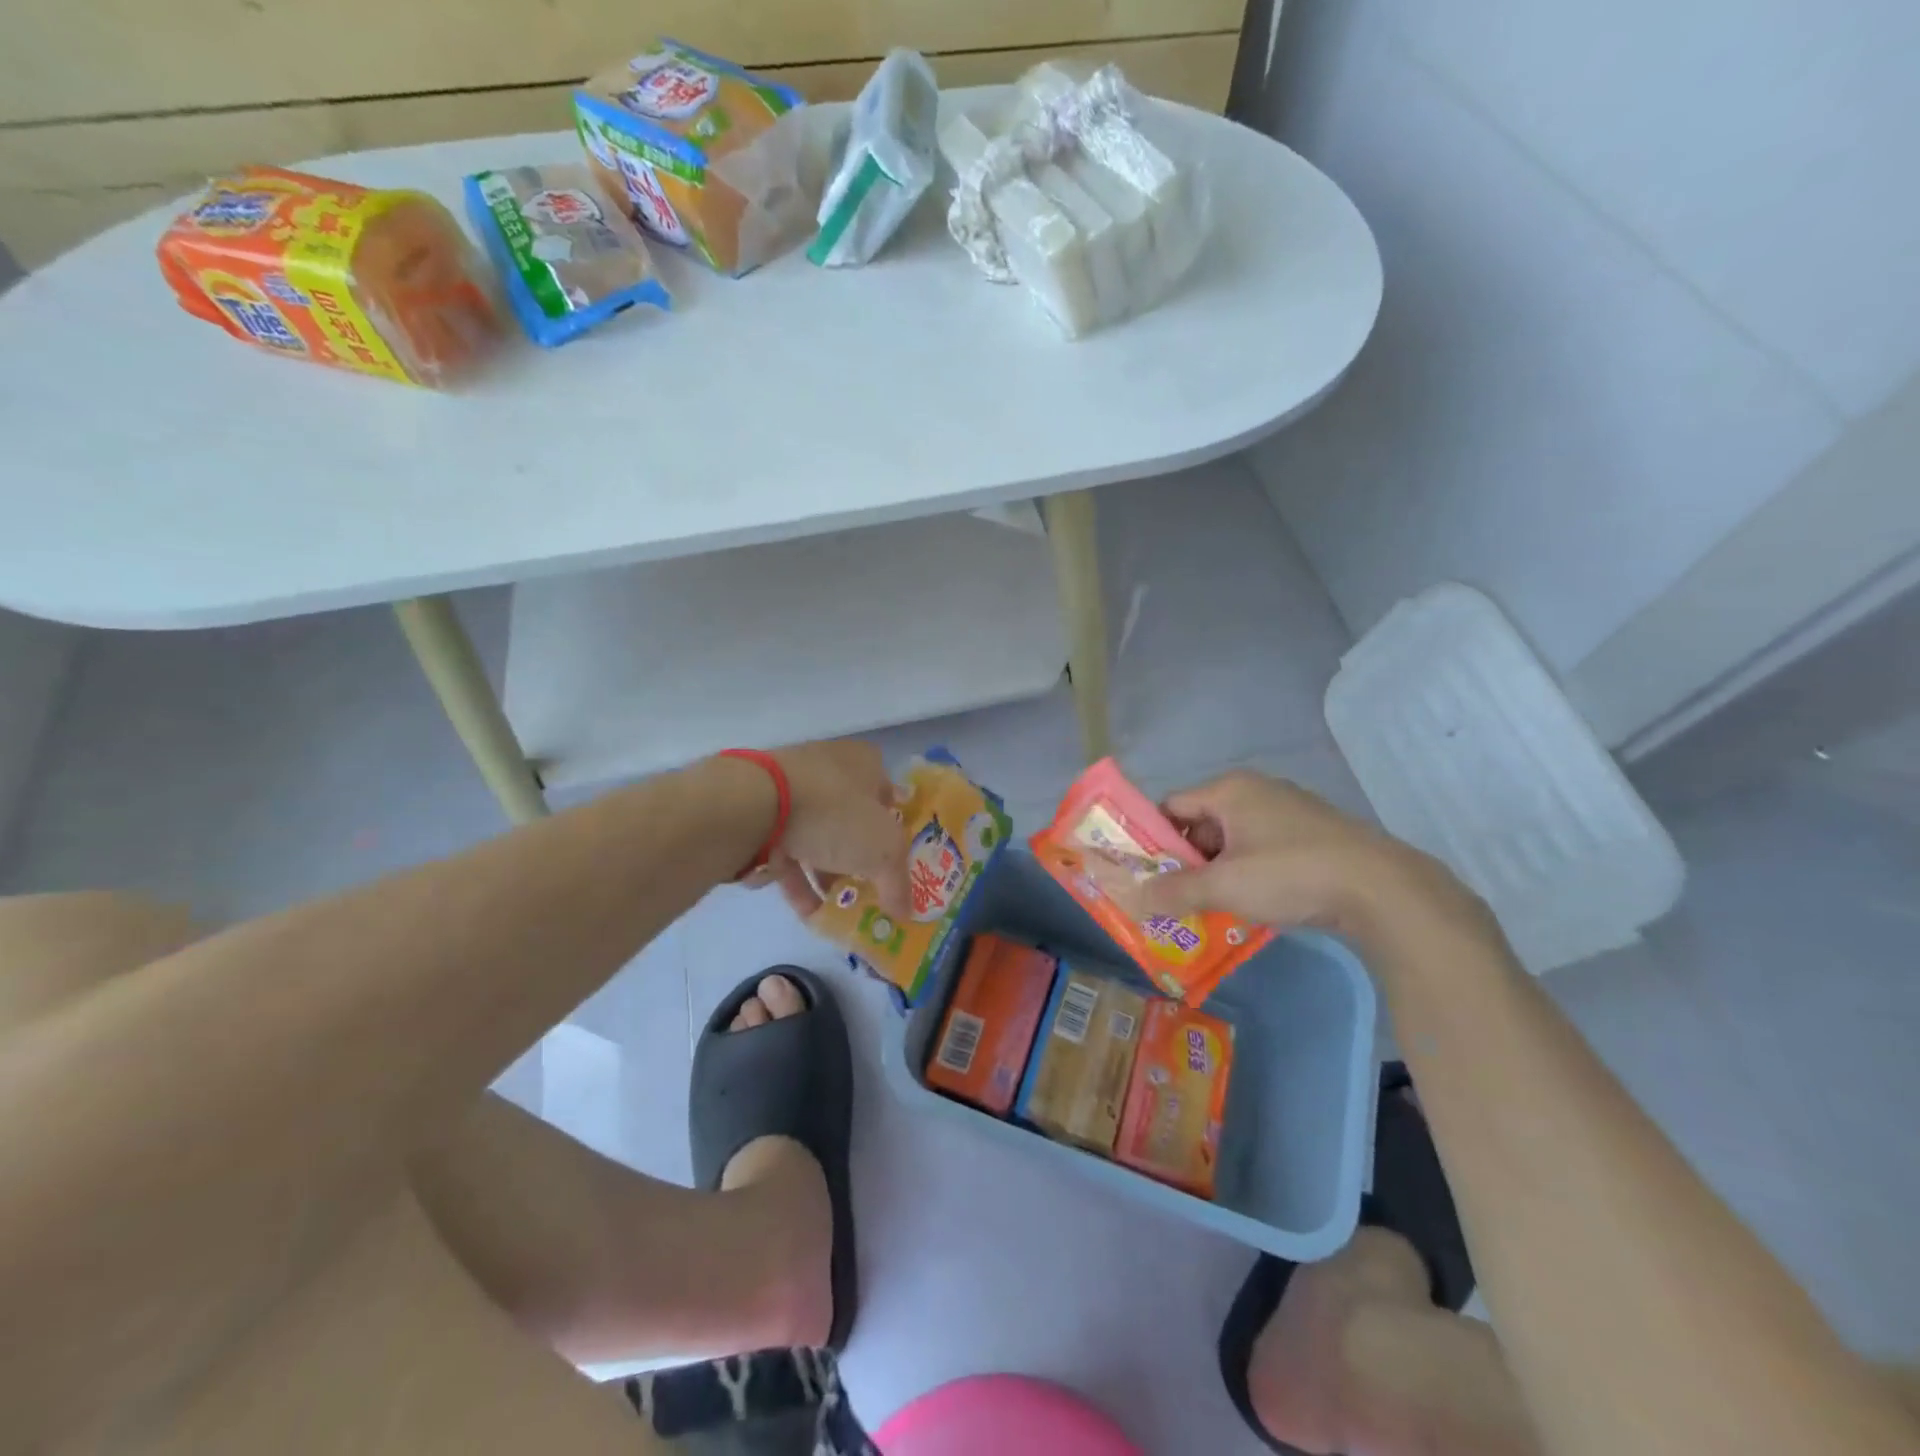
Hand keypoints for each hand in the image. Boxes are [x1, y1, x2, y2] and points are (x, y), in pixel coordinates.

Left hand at [747, 741, 909, 919]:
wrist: (753, 805)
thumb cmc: (834, 814)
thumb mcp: (883, 851)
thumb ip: (898, 883)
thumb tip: (906, 912)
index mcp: (863, 762)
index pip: (889, 794)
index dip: (895, 828)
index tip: (895, 862)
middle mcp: (828, 768)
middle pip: (852, 820)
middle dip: (859, 858)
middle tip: (867, 890)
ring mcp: (790, 790)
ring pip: (817, 837)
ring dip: (827, 875)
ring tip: (837, 910)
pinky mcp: (760, 813)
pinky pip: (786, 849)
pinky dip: (798, 879)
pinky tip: (807, 912)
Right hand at [1134, 770, 1475, 946]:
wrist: (1380, 888)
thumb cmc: (1290, 874)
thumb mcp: (1224, 886)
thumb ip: (1175, 890)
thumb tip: (1133, 897)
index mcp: (1229, 790)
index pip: (1171, 806)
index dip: (1153, 839)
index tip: (1145, 874)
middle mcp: (1255, 790)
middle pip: (1201, 823)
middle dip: (1186, 860)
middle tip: (1176, 897)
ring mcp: (1287, 809)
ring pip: (1233, 838)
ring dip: (1218, 870)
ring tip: (1211, 906)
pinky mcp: (1311, 832)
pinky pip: (1262, 847)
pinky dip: (1248, 871)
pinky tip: (1253, 902)